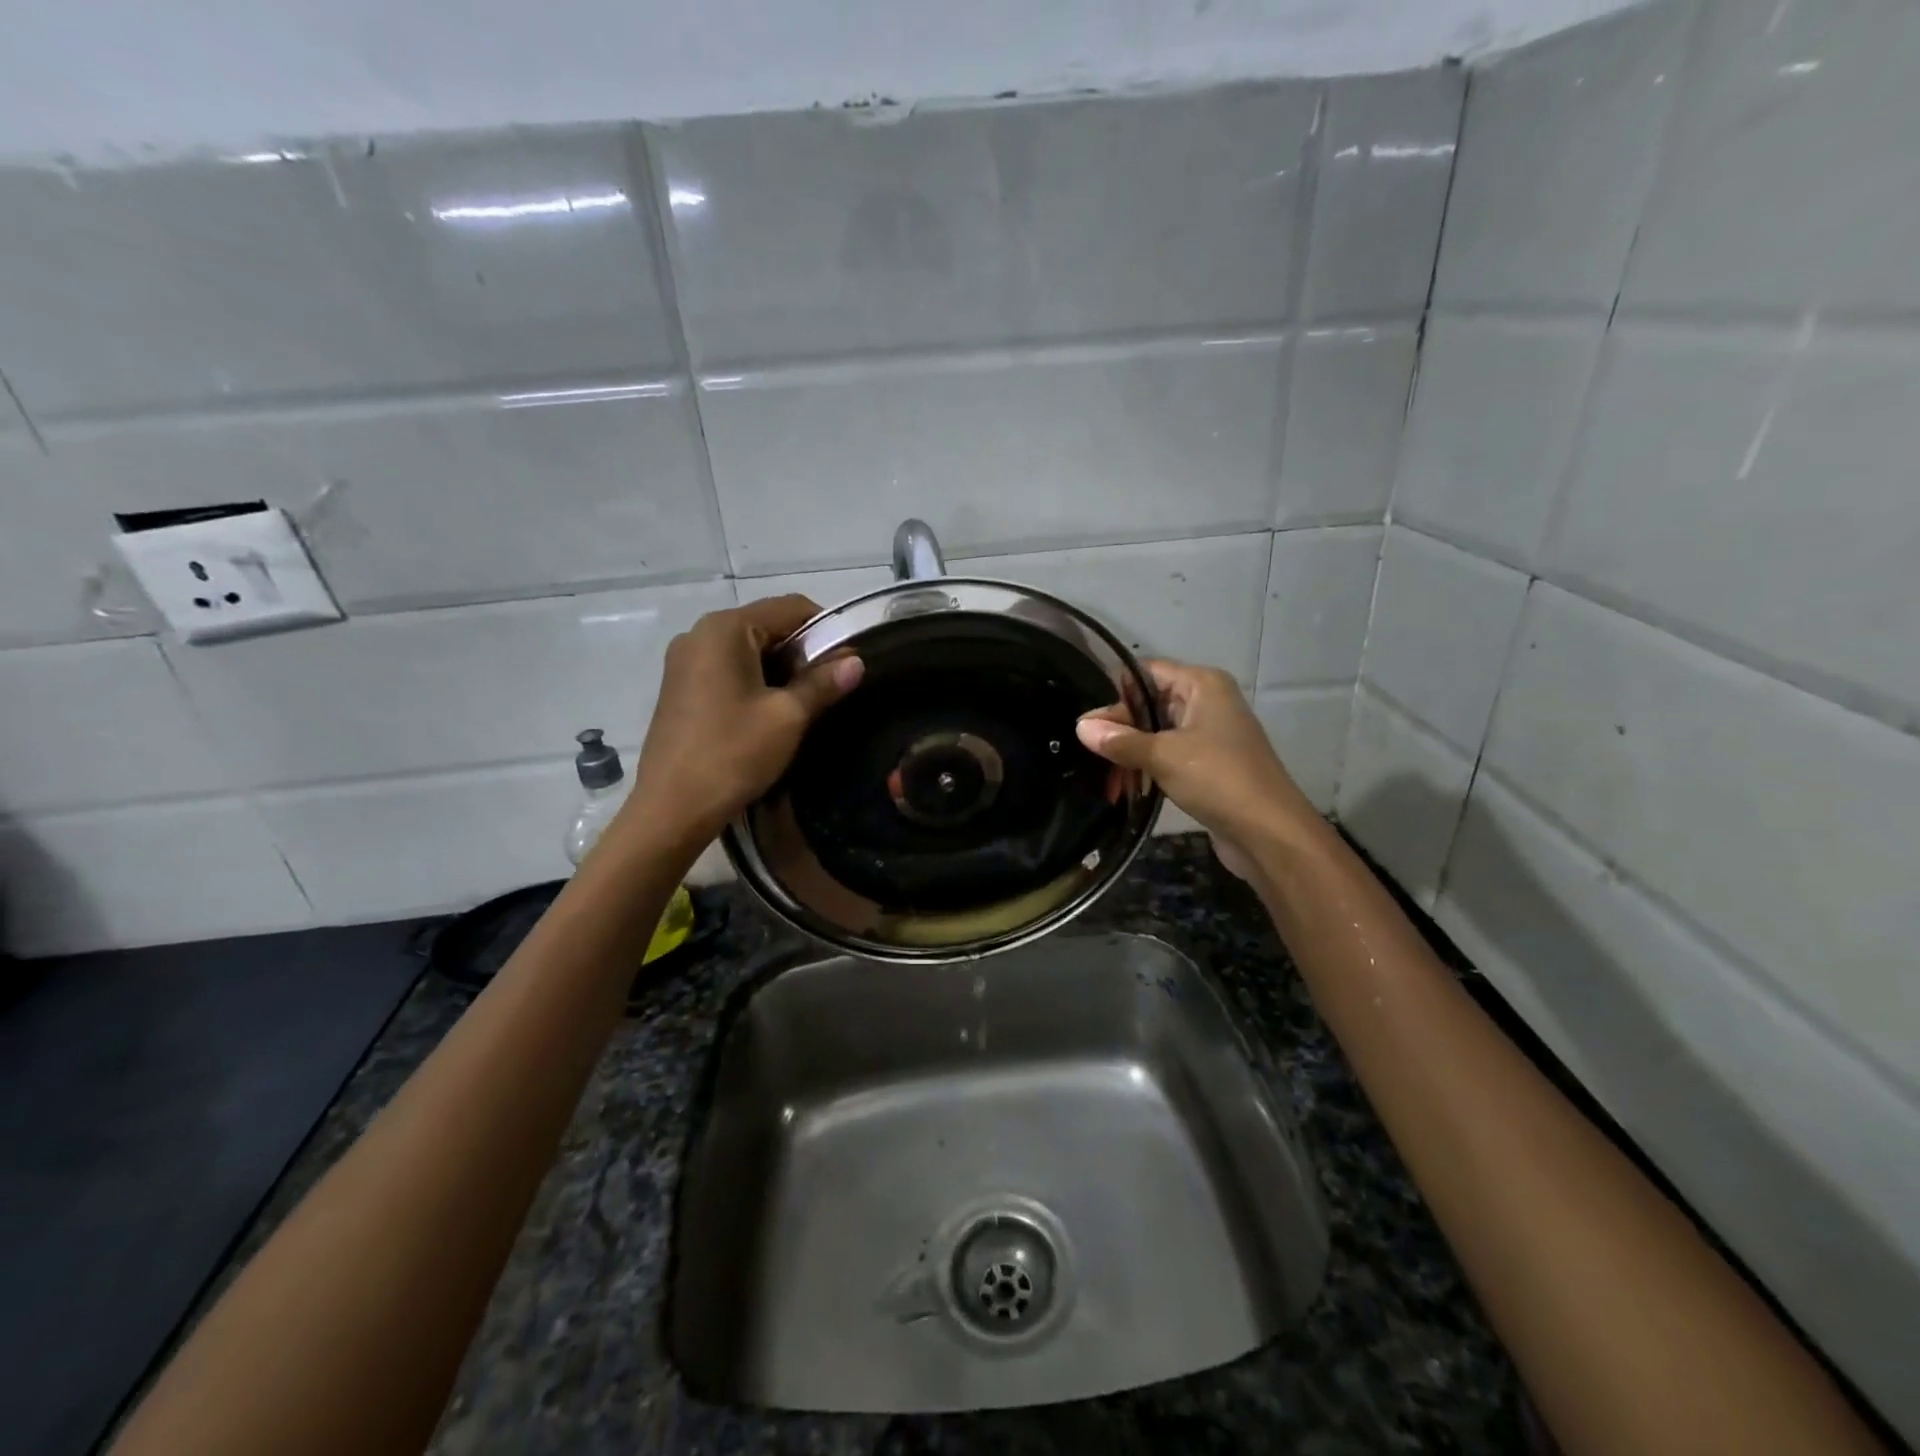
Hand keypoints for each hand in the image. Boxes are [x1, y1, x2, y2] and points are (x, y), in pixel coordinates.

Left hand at [624, 596, 862, 849]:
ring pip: (749, 648)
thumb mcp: (788, 717)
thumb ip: (823, 683)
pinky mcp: (680, 685)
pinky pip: (729, 667)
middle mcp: (700, 633)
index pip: (791, 608)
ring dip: (782, 668)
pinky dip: (756, 679)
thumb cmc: (733, 754)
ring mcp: (685, 659)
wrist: (672, 809)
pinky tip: (770, 711)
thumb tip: (857, 661)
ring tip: (805, 702)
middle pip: (768, 625)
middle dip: (804, 651)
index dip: (828, 629)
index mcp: (726, 629)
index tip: (849, 661)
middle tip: (831, 686)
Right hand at [1076, 659, 1316, 878]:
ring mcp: (1210, 734)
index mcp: (1202, 684)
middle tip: (1086, 748)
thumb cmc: (1217, 778)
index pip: (1146, 672)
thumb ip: (1120, 740)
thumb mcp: (1162, 755)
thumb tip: (1080, 726)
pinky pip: (1169, 755)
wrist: (1268, 832)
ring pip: (1157, 732)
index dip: (1116, 691)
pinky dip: (1147, 766)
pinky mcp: (1209, 764)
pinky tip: (1124, 784)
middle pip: (1150, 702)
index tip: (1086, 717)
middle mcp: (1207, 702)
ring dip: (1130, 750)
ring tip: (1101, 773)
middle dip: (1119, 725)